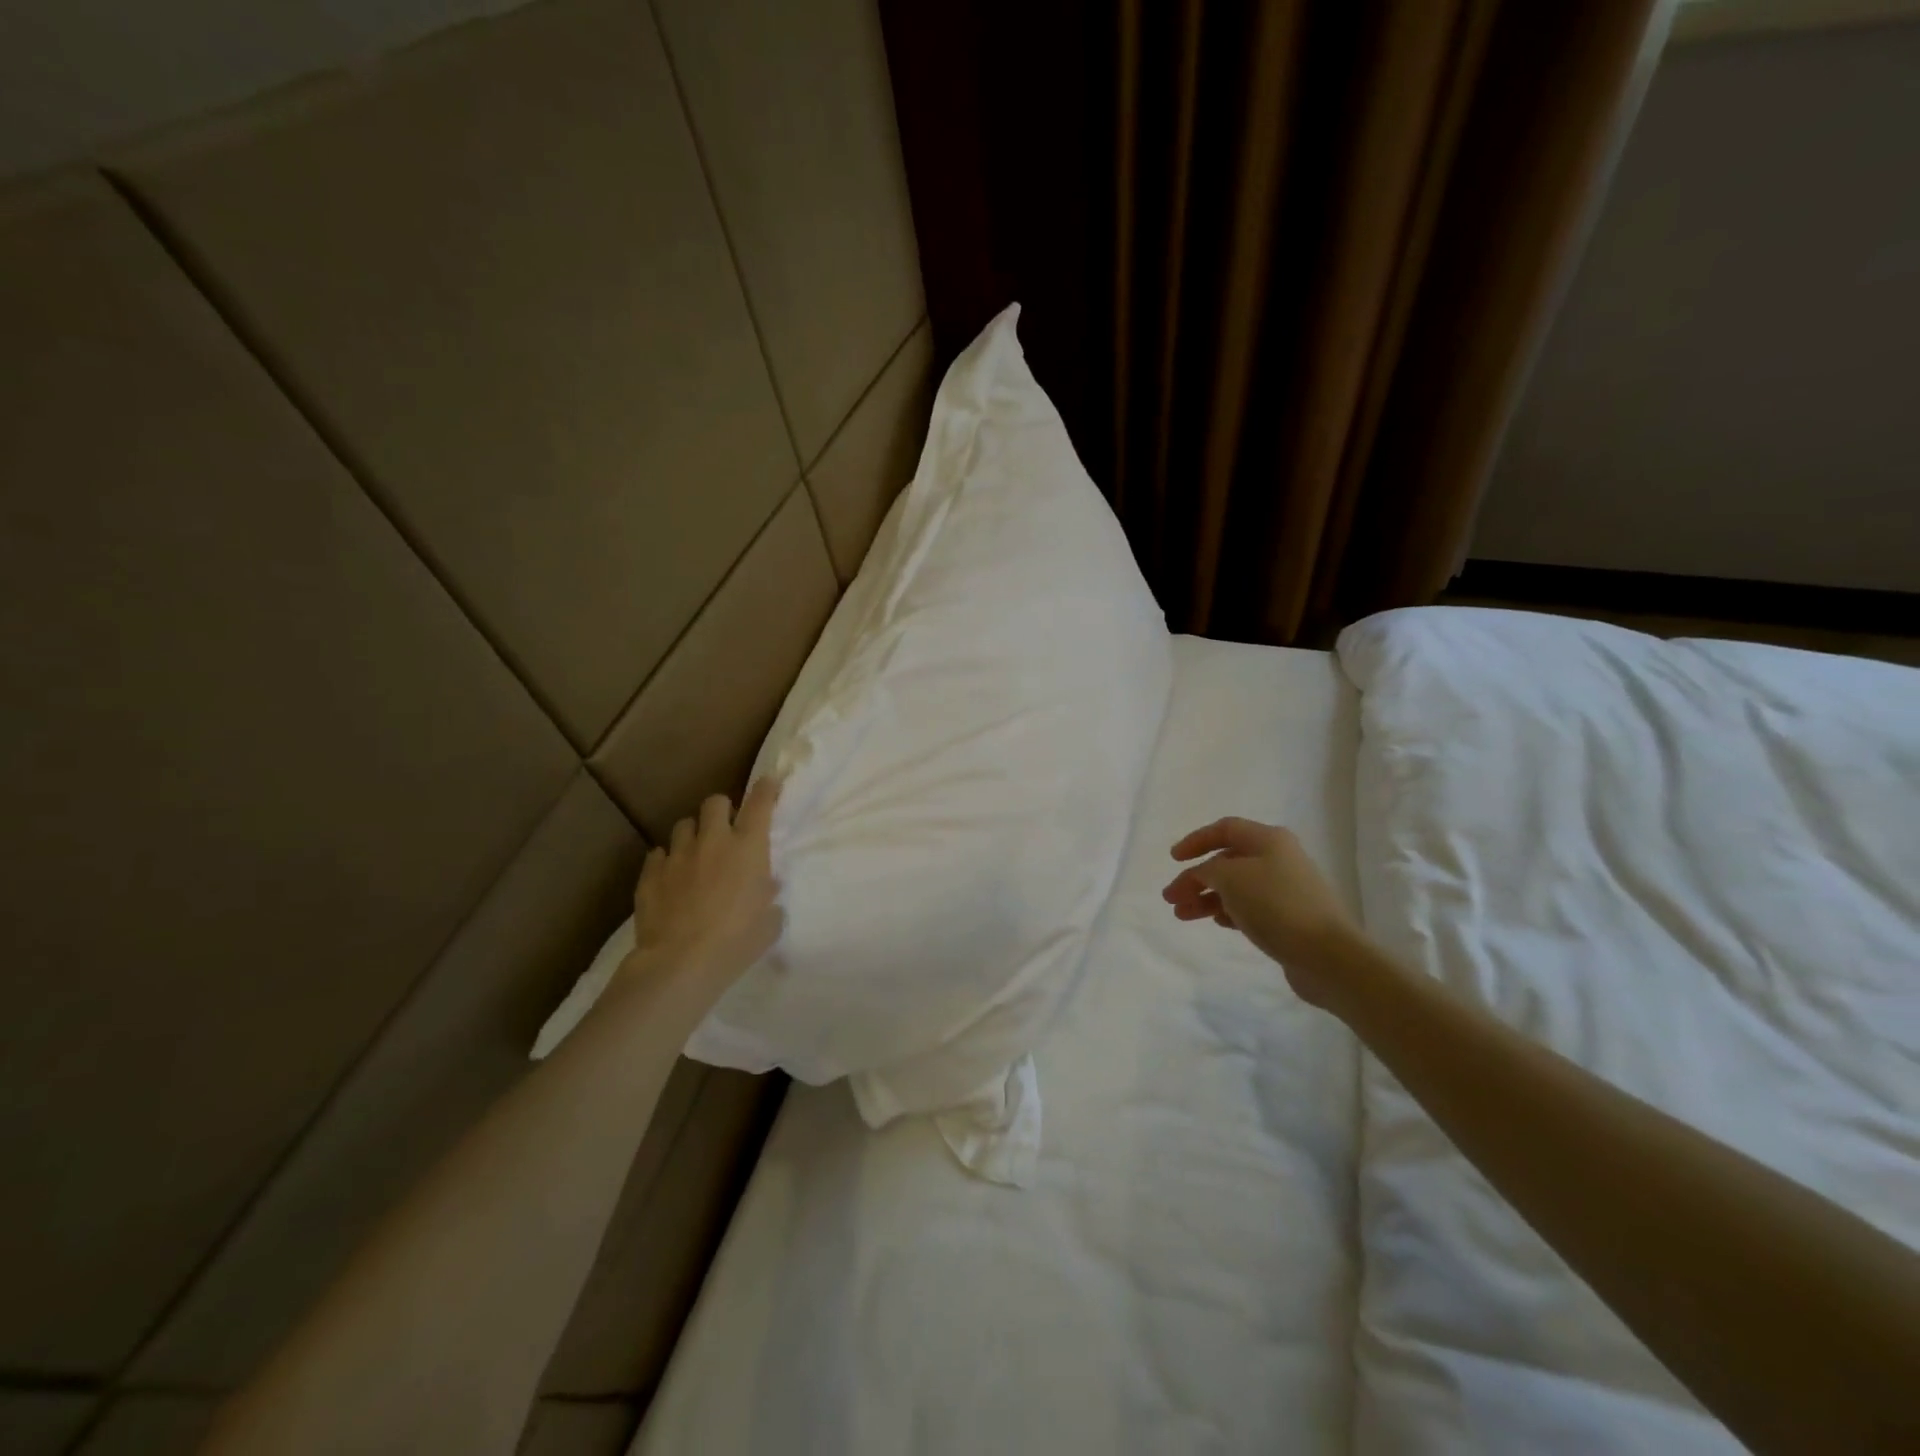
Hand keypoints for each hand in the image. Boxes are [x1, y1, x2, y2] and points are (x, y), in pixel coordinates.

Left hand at [628, 777, 782, 991]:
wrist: (681, 963)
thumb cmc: (737, 942)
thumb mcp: (769, 923)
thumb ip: (769, 898)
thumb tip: (765, 888)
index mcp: (748, 848)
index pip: (760, 804)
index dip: (766, 789)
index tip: (770, 782)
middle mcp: (713, 842)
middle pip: (715, 802)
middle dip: (722, 810)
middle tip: (726, 829)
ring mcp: (678, 855)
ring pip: (683, 825)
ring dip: (693, 835)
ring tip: (695, 854)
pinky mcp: (650, 874)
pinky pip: (658, 855)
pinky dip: (667, 861)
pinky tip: (670, 878)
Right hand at [1162, 817, 1362, 1009]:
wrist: (1327, 955)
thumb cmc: (1276, 905)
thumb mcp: (1230, 878)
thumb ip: (1207, 870)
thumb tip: (1203, 875)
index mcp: (1269, 840)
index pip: (1225, 829)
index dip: (1196, 840)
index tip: (1173, 859)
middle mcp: (1279, 859)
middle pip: (1227, 861)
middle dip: (1196, 878)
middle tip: (1171, 898)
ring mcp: (1286, 889)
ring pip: (1236, 887)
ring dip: (1206, 898)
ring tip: (1183, 915)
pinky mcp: (1289, 918)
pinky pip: (1250, 908)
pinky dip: (1228, 911)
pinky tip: (1216, 922)